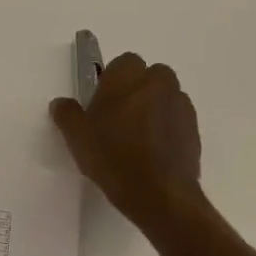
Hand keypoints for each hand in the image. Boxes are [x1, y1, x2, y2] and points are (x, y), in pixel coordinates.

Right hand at [49, 52, 205, 234]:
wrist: (159, 194)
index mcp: (128, 77)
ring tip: (137, 137)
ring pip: (165, 96)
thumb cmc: (112, 157)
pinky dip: (166, 127)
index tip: (101, 103)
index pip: (122, 62)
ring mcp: (180, 105)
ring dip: (153, 107)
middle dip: (136, 89)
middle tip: (118, 118)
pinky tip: (152, 151)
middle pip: (149, 75)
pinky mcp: (194, 129)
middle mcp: (158, 83)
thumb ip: (67, 114)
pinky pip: (176, 118)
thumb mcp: (77, 137)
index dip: (111, 80)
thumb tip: (61, 103)